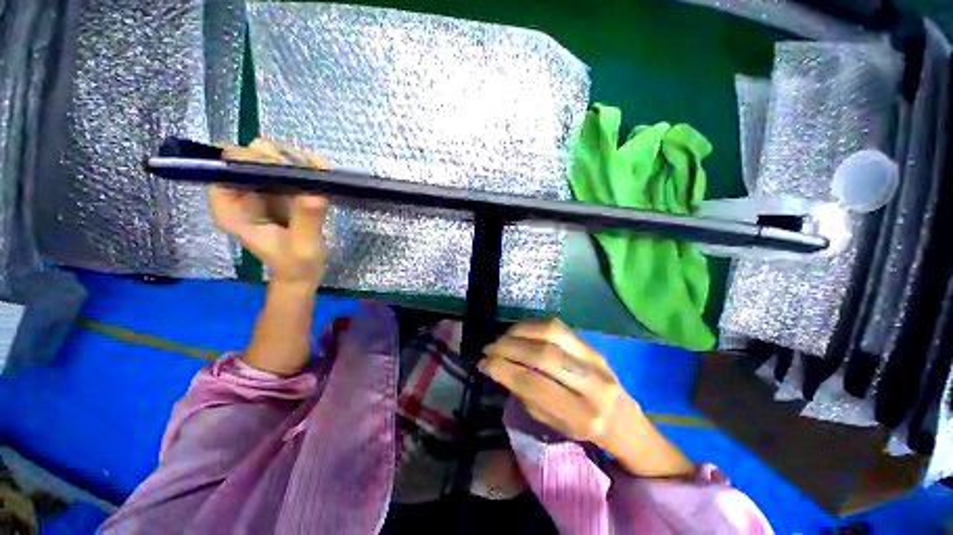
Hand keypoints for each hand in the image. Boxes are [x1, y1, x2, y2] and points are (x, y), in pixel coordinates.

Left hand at [210, 139, 329, 290]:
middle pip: (251, 153)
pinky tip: (321, 175)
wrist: (303, 273)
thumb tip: (315, 190)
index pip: (230, 165)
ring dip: (296, 160)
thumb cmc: (297, 265)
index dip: (257, 160)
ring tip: (319, 176)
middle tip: (309, 174)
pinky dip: (305, 166)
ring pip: (270, 155)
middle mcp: (241, 192)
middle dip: (281, 157)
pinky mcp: (279, 190)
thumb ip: (306, 219)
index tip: (289, 171)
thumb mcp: (304, 246)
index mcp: (232, 207)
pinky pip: (287, 165)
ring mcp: (260, 189)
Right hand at [480, 319, 633, 450]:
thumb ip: (524, 393)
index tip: (483, 363)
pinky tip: (518, 331)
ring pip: (551, 332)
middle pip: (543, 354)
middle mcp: (592, 383)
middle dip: (508, 347)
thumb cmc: (580, 426)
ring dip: (519, 332)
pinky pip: (557, 325)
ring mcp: (594, 357)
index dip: (504, 370)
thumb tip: (495, 366)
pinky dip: (531, 325)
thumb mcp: (550, 422)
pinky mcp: (590, 343)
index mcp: (581, 415)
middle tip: (488, 348)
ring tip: (502, 338)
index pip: (535, 385)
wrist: (620, 416)